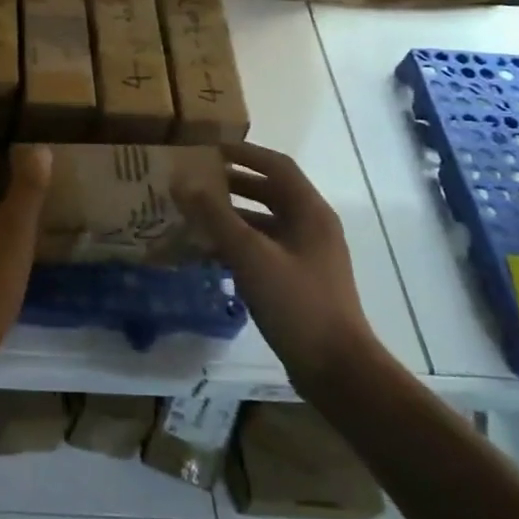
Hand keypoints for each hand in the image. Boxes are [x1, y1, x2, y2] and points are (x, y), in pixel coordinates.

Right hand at [176, 141, 381, 392]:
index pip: (277, 166)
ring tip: (194, 215)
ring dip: (231, 216)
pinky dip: (236, 245)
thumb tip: (181, 181)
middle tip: (195, 181)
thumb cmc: (297, 303)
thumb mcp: (251, 255)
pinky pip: (263, 250)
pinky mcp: (298, 282)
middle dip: (233, 184)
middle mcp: (312, 228)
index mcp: (310, 212)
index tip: (209, 149)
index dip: (244, 153)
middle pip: (270, 193)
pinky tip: (208, 254)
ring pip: (264, 223)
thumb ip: (215, 216)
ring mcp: (307, 256)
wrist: (337, 369)